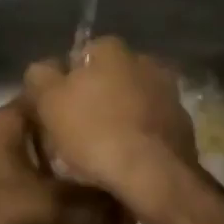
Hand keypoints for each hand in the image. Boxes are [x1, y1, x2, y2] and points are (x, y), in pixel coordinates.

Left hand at [0, 98, 133, 223]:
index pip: (52, 92)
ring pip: (33, 147)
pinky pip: (21, 168)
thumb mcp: (43, 205)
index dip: (80, 98)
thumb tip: (130, 217)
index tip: (110, 109)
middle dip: (75, 133)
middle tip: (109, 147)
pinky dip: (41, 177)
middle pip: (46, 122)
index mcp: (11, 118)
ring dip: (58, 159)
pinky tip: (61, 195)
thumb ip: (88, 207)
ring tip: (93, 172)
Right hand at [22, 37, 199, 210]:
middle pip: (109, 78)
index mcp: (111, 49)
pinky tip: (127, 159)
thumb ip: (40, 76)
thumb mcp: (49, 101)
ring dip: (119, 116)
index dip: (66, 83)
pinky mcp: (183, 122)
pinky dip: (139, 136)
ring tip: (103, 150)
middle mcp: (144, 60)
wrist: (153, 174)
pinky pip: (150, 125)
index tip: (59, 111)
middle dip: (96, 98)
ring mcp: (168, 91)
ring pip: (132, 101)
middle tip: (78, 131)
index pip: (80, 56)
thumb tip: (44, 69)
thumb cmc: (94, 131)